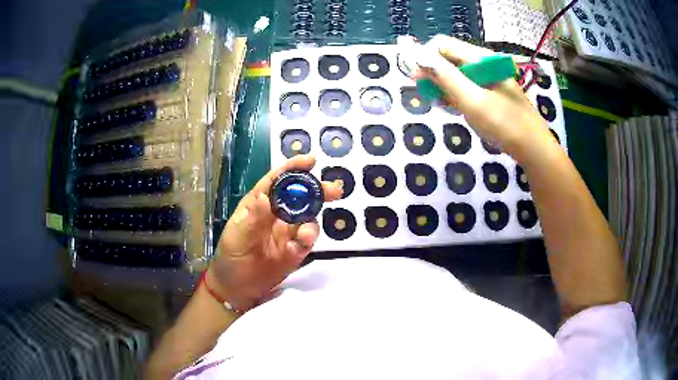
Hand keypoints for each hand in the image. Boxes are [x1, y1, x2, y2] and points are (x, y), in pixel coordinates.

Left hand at [206, 154, 342, 310]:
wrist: (236, 288)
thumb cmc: (231, 256)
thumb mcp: (237, 236)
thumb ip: (253, 219)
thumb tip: (266, 197)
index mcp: (259, 203)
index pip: (277, 180)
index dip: (293, 168)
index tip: (311, 161)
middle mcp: (276, 214)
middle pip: (299, 196)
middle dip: (317, 191)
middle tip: (334, 190)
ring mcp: (287, 233)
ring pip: (308, 218)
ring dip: (312, 220)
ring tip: (306, 233)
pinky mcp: (295, 251)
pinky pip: (306, 242)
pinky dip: (308, 240)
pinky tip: (302, 244)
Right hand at [419, 35, 555, 157]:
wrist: (533, 149)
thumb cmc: (504, 125)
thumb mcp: (472, 101)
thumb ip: (445, 77)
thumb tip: (417, 55)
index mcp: (480, 59)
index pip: (442, 45)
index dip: (426, 58)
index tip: (417, 80)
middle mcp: (483, 63)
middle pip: (449, 58)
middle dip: (433, 74)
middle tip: (427, 96)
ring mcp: (488, 78)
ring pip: (456, 74)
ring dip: (443, 86)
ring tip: (439, 104)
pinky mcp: (490, 92)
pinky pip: (466, 86)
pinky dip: (455, 95)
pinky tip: (452, 107)